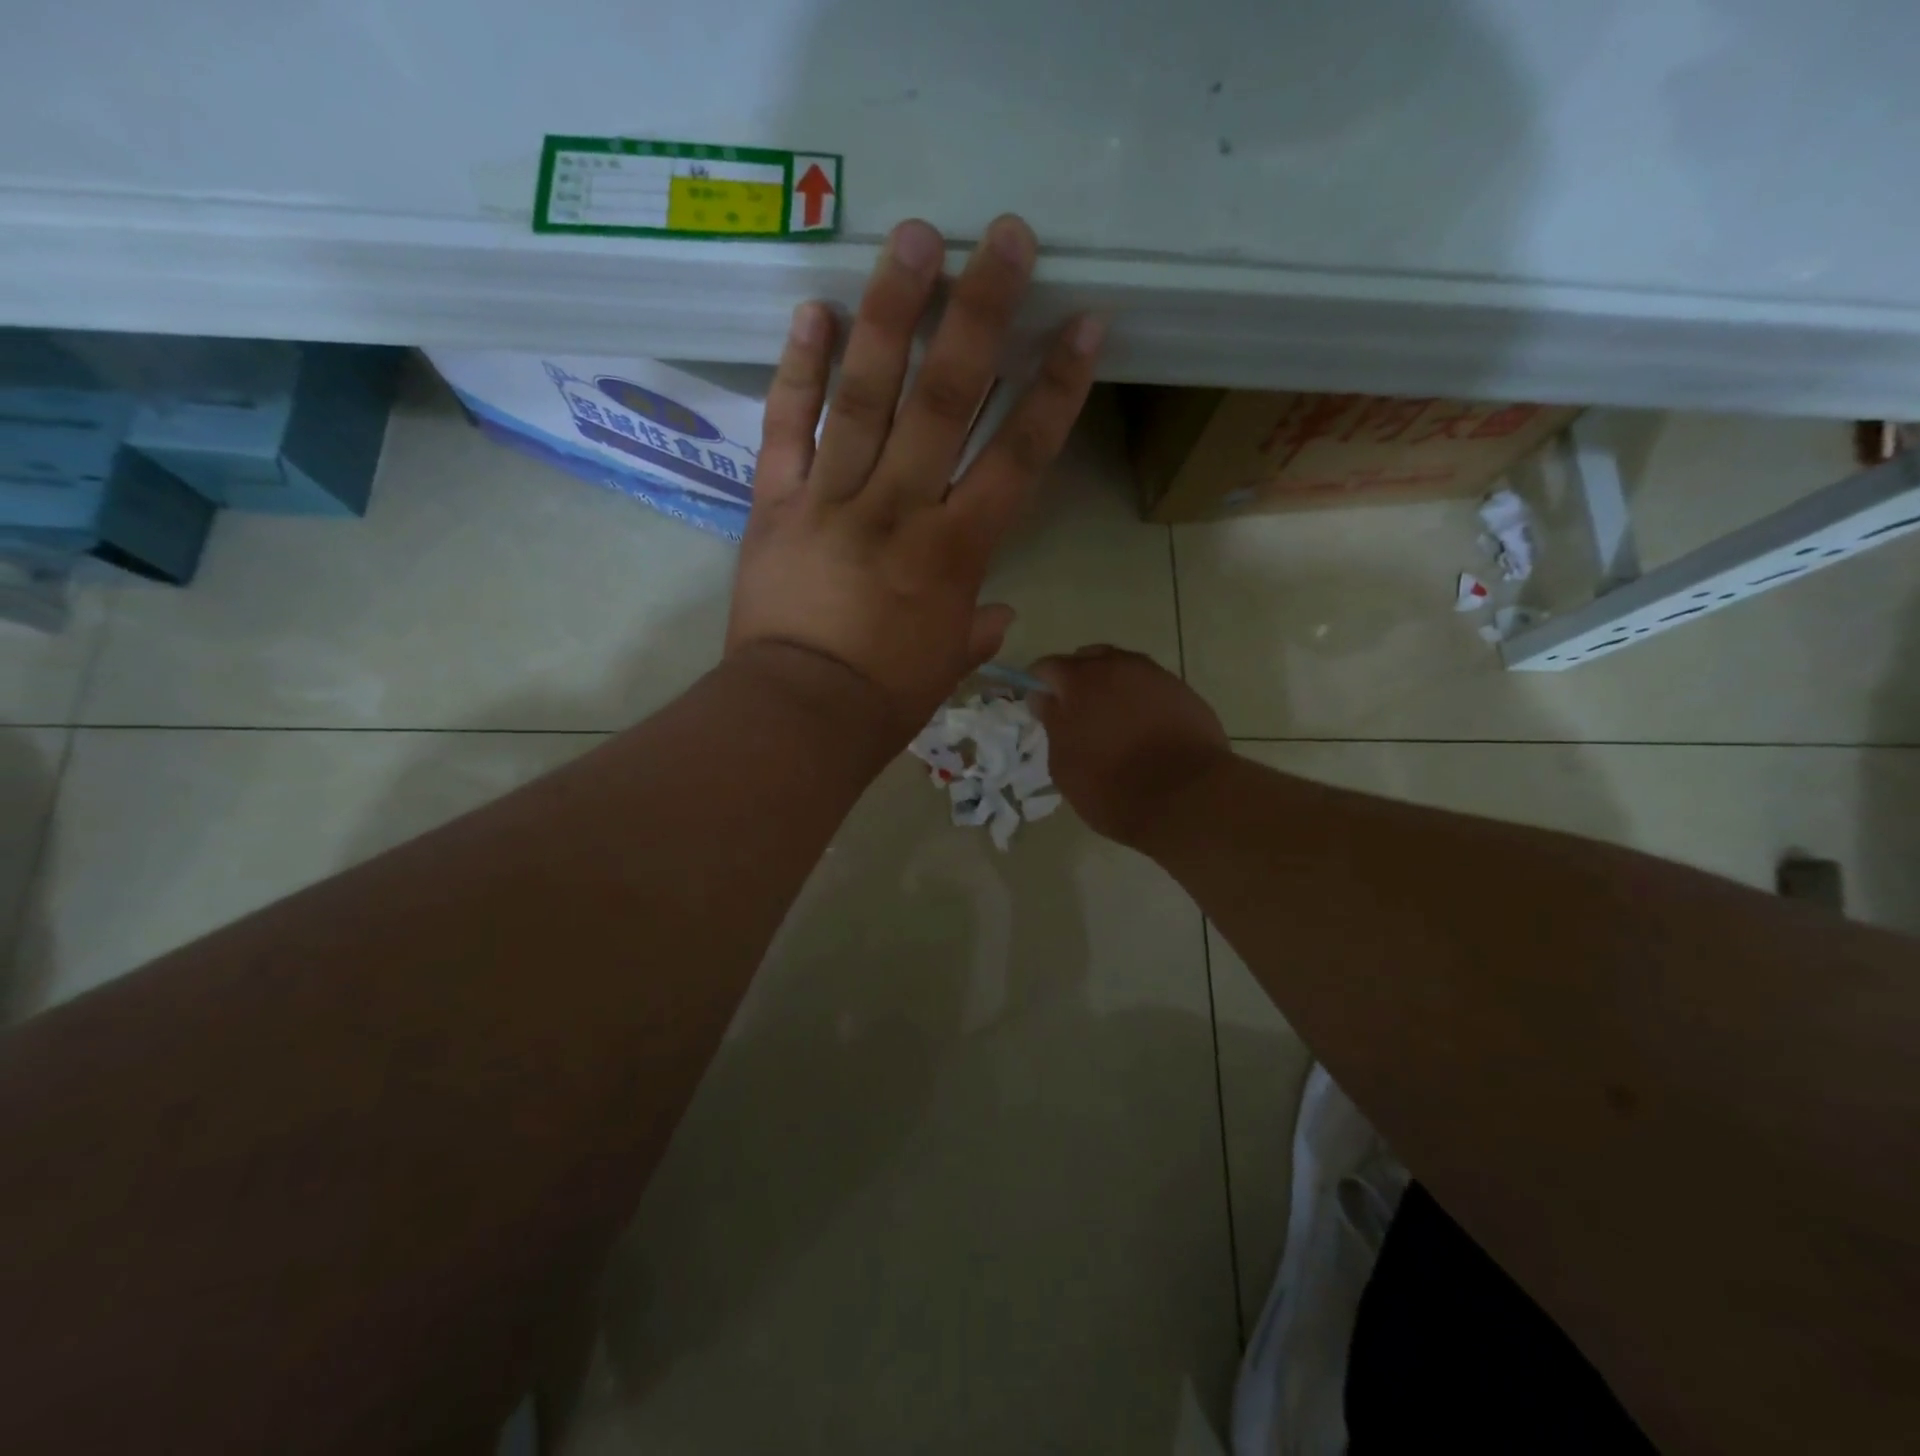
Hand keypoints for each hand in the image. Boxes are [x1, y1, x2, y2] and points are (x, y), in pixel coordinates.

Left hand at [726, 215, 1104, 734]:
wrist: (799, 714)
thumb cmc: (886, 698)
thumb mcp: (948, 664)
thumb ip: (977, 627)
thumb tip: (995, 612)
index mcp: (955, 551)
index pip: (1019, 455)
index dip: (1055, 388)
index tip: (1082, 324)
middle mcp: (900, 507)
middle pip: (947, 398)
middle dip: (980, 312)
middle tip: (1002, 235)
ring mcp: (833, 498)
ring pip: (866, 393)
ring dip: (891, 311)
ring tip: (912, 236)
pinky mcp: (776, 503)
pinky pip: (786, 426)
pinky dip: (797, 368)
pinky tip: (812, 307)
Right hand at [1030, 647, 1230, 845]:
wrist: (1187, 798)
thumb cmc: (1112, 786)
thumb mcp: (1064, 764)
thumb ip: (1052, 723)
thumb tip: (1046, 699)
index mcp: (1081, 680)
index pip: (1047, 668)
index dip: (1039, 686)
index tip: (1040, 709)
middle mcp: (1119, 666)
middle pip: (1088, 659)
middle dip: (1077, 680)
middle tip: (1075, 714)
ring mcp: (1156, 676)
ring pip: (1123, 669)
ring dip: (1111, 687)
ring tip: (1112, 721)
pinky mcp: (1185, 693)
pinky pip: (1151, 687)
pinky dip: (1140, 700)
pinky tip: (1143, 729)